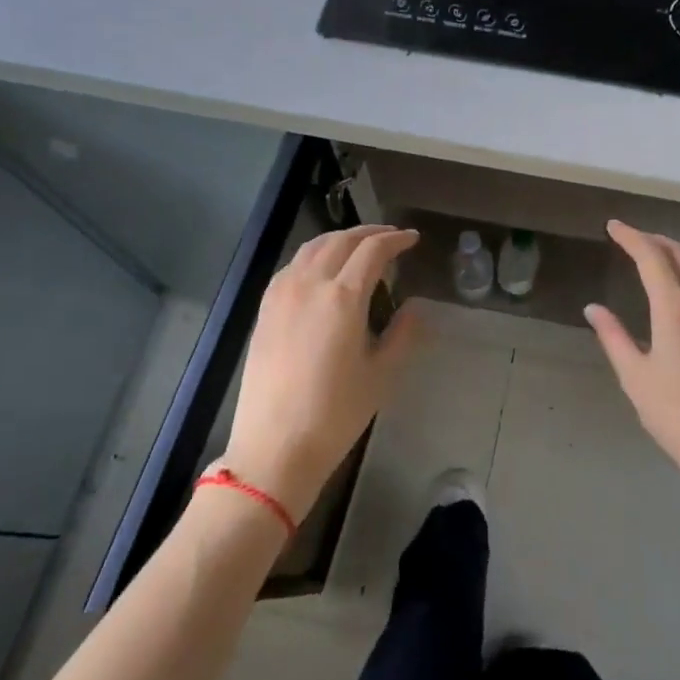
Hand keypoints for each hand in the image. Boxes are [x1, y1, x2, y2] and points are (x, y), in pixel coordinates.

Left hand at [219, 225, 420, 518]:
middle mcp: (310, 284)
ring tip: (359, 246)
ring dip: (340, 239)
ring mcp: (281, 294)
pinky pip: (292, 265)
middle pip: (341, 240)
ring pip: (313, 247)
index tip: (413, 239)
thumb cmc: (336, 413)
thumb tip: (414, 308)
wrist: (275, 447)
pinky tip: (322, 268)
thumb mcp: (381, 374)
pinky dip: (314, 254)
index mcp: (343, 297)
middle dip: (370, 233)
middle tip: (391, 237)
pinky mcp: (265, 309)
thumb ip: (402, 333)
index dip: (396, 239)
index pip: (373, 250)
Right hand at [586, 220, 679, 531]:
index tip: (613, 227)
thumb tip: (593, 308)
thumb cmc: (674, 414)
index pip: (652, 256)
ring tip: (661, 249)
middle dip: (653, 239)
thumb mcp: (634, 376)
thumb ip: (613, 336)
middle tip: (630, 238)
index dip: (631, 237)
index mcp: (675, 308)